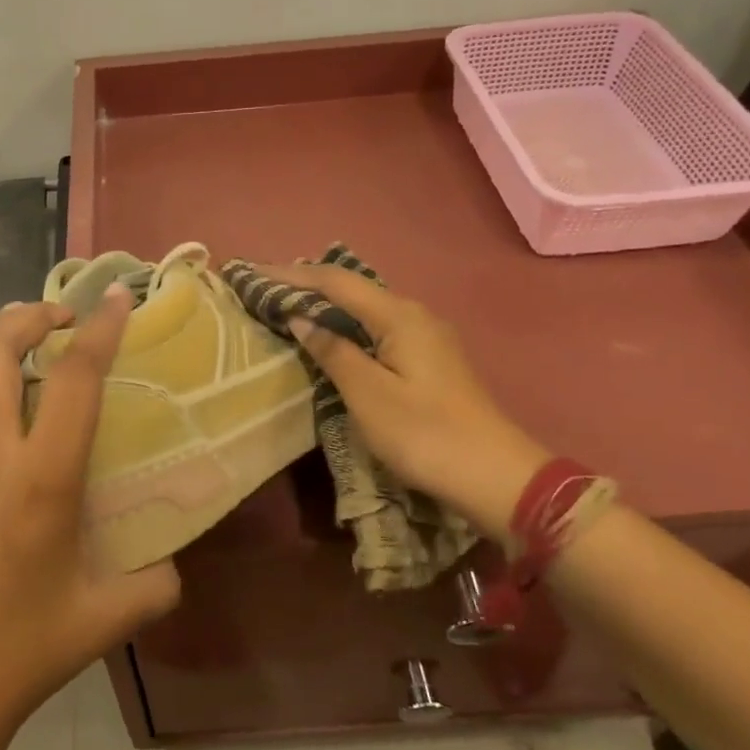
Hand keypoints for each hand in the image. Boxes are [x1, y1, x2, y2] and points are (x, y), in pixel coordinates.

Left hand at [0, 289, 181, 740]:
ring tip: (16, 343)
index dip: (100, 329)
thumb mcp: (108, 618)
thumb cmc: (21, 652)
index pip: (74, 379)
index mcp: (41, 479)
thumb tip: (171, 562)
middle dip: (27, 315)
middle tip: (58, 318)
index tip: (116, 298)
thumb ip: (155, 582)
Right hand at [255, 264, 549, 537]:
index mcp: (399, 315)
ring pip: (366, 308)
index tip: (254, 273)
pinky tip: (332, 336)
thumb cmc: (425, 433)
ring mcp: (427, 337)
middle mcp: (415, 314)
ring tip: (290, 305)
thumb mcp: (368, 394)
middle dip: (307, 284)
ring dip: (327, 305)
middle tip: (266, 288)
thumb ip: (333, 351)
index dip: (291, 275)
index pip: (335, 281)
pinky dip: (347, 325)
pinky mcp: (430, 360)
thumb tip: (302, 319)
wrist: (495, 476)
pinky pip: (378, 328)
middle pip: (352, 288)